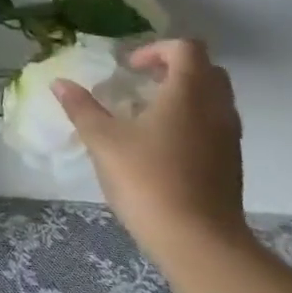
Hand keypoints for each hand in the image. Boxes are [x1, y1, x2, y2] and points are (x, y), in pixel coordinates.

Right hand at [52, 39, 246, 256]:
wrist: (199, 243)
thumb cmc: (148, 181)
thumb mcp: (103, 141)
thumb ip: (82, 108)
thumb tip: (59, 82)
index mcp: (188, 93)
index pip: (186, 48)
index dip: (156, 49)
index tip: (129, 68)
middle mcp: (216, 109)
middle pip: (207, 69)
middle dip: (174, 68)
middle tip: (142, 83)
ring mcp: (229, 138)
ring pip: (215, 99)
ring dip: (186, 95)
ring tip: (149, 114)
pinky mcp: (231, 165)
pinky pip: (216, 125)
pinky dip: (194, 121)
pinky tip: (163, 145)